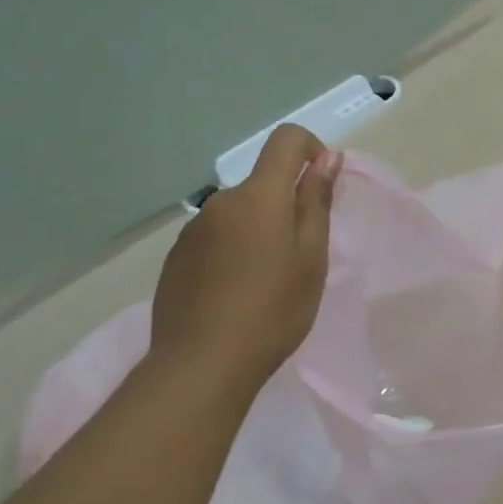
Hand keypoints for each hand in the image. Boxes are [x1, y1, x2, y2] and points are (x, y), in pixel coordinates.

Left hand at [149, 125, 341, 386]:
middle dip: (288, 204)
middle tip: (303, 256)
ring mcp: (193, 230)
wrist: (203, 364)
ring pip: (240, 214)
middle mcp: (221, 202)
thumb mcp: (312, 257)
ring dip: (260, 230)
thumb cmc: (274, 309)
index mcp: (258, 196)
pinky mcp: (176, 258)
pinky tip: (237, 293)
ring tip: (268, 282)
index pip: (286, 140)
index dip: (312, 150)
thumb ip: (316, 202)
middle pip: (263, 183)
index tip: (323, 185)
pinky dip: (234, 251)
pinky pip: (216, 238)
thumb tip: (326, 159)